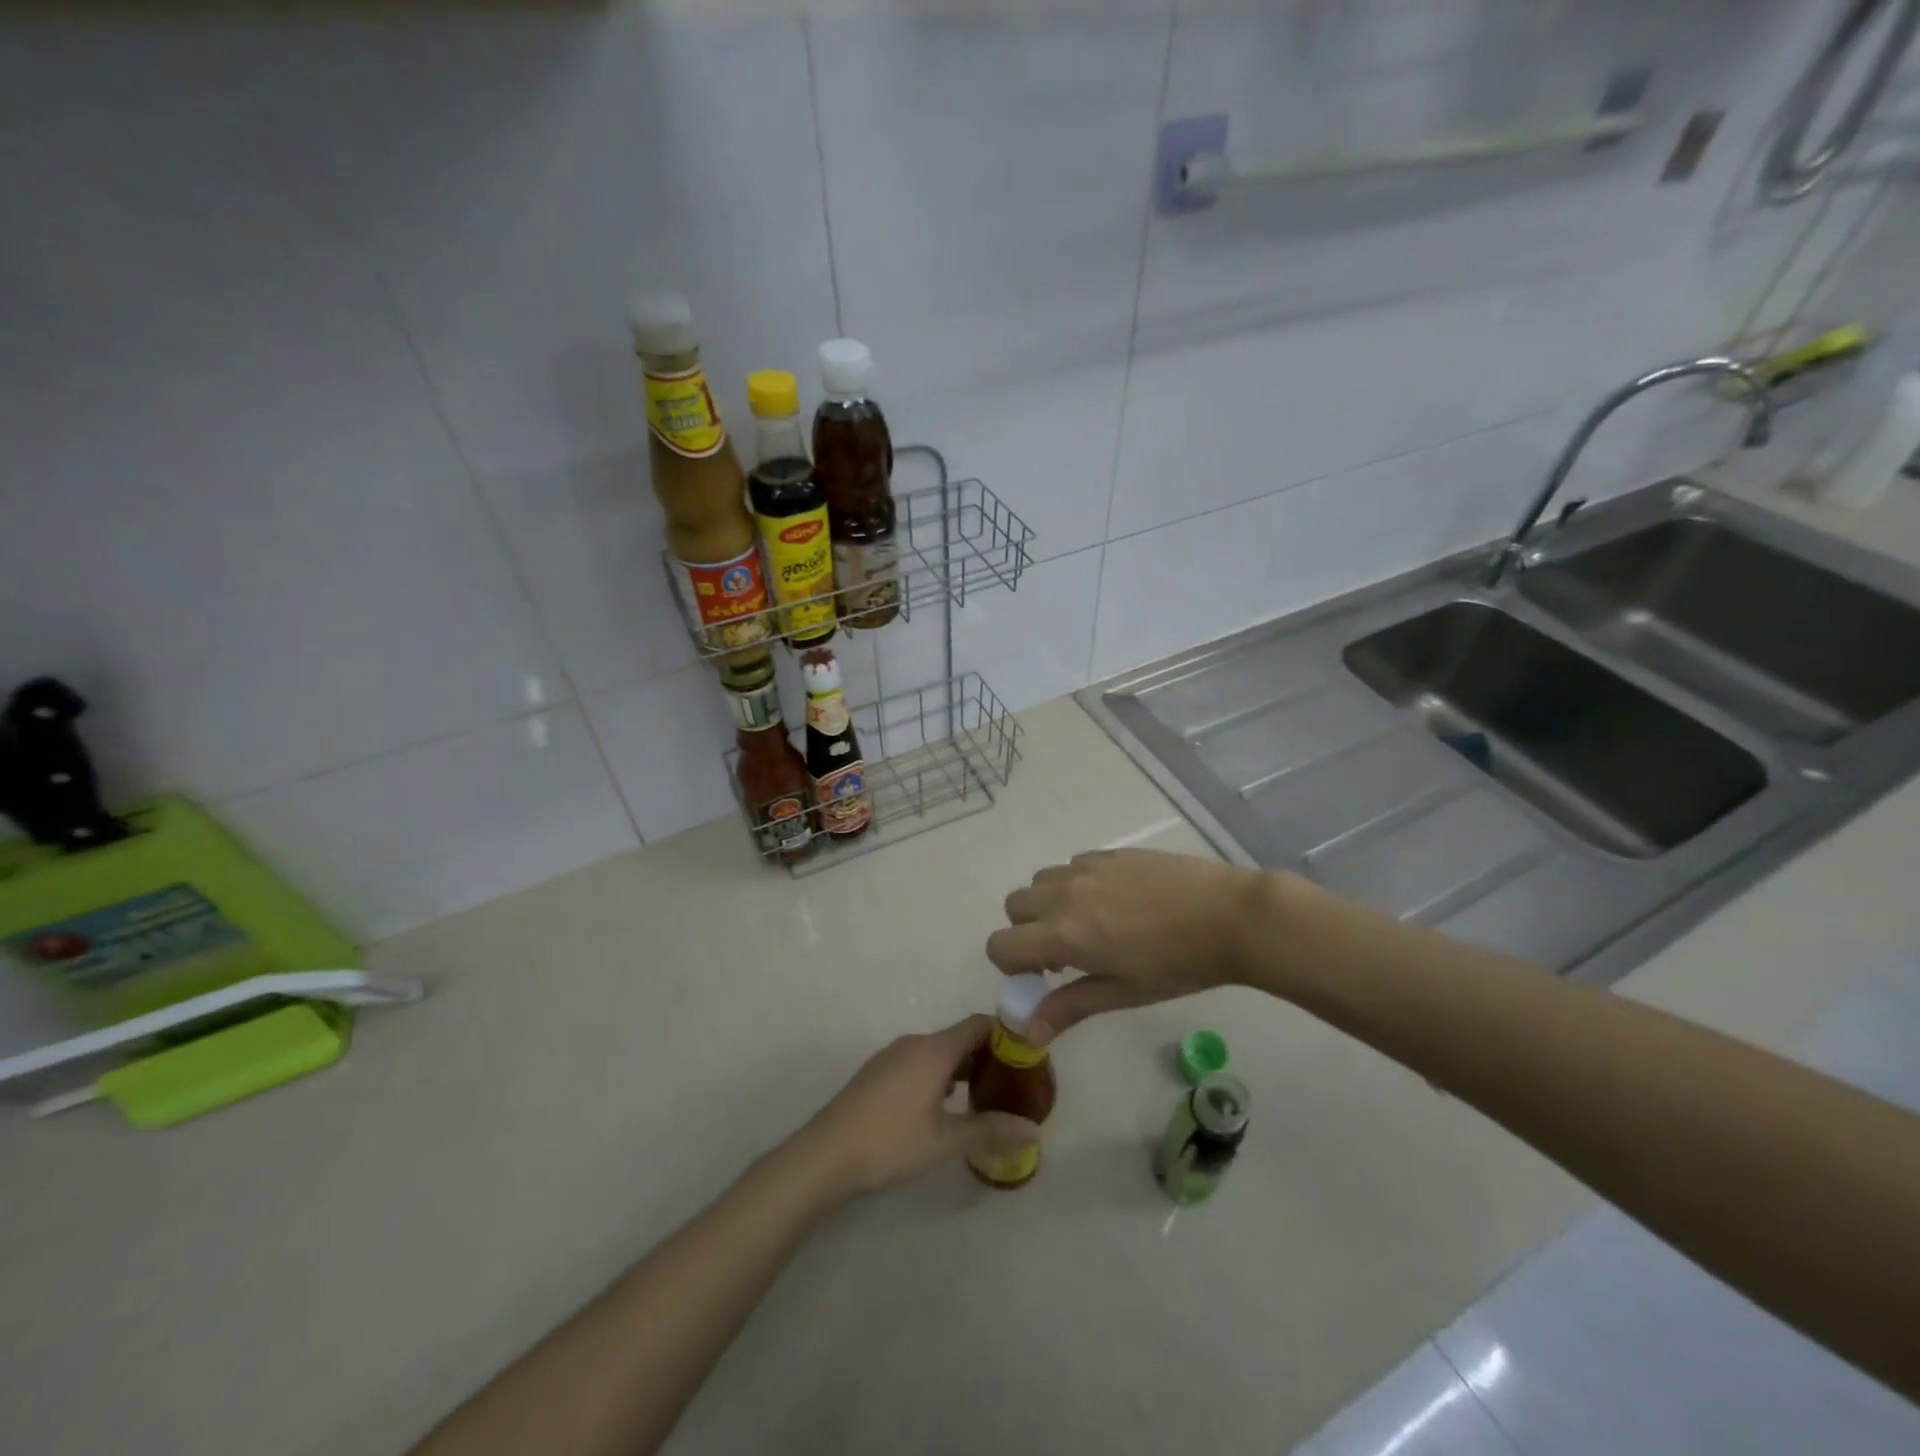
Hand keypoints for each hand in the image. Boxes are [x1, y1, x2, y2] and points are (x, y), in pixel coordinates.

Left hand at [796, 1015, 1039, 1195]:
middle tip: (1011, 1084)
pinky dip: (939, 1075)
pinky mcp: (878, 1072)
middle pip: (959, 1037)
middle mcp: (914, 1043)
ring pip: (938, 1051)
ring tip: (984, 1096)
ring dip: (962, 1067)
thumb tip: (1034, 1130)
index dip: (1006, 1034)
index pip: (979, 1024)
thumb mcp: (945, 1140)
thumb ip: (990, 1130)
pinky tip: (944, 1106)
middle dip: (987, 1055)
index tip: (1027, 1057)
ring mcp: (892, 1056)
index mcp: (934, 1049)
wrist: (825, 1154)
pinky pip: (919, 1062)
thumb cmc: (890, 1142)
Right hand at [986, 849, 1271, 1043]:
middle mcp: (1064, 895)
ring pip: (1040, 882)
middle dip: (1027, 931)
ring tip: (1090, 923)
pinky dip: (1076, 884)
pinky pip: (1071, 865)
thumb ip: (1069, 1007)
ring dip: (1049, 904)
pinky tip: (1116, 901)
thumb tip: (1027, 1033)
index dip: (1012, 965)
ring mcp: (1086, 868)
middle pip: (1014, 907)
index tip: (1045, 976)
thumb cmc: (1178, 965)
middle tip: (1066, 951)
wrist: (1230, 916)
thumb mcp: (1123, 993)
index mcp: (1064, 934)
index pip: (1000, 944)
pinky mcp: (1108, 853)